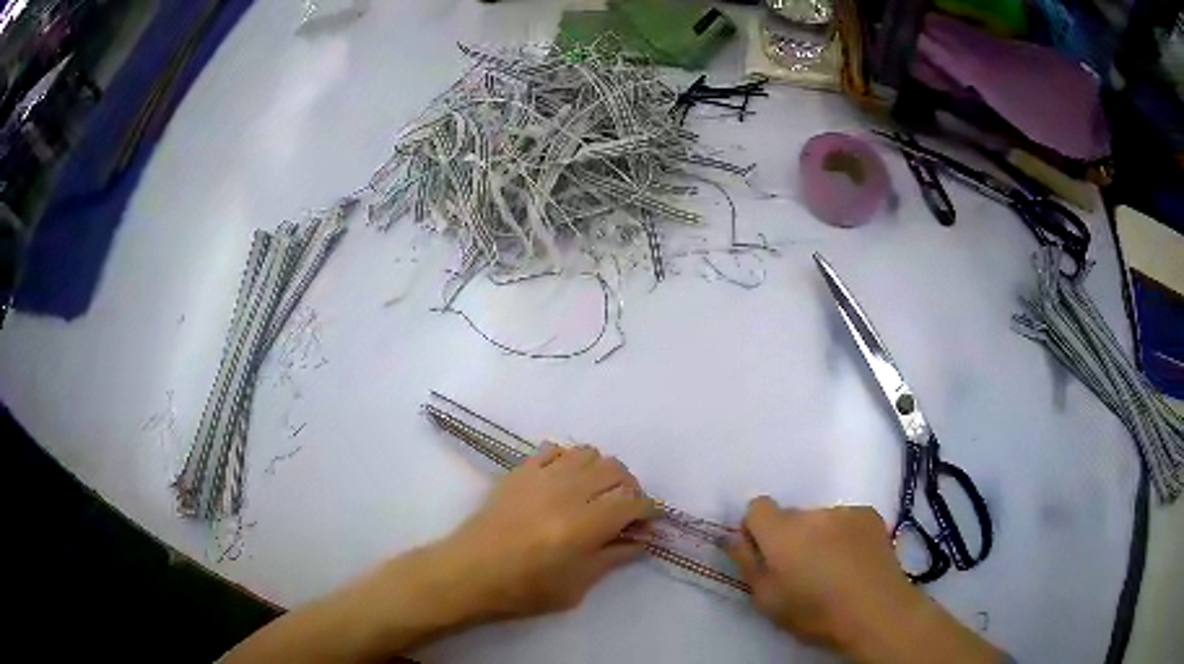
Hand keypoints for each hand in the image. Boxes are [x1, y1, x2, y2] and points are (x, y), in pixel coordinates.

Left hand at [432, 443, 651, 620]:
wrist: (469, 572)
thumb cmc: (523, 589)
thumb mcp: (576, 586)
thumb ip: (613, 558)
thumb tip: (642, 540)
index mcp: (583, 526)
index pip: (632, 501)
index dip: (647, 510)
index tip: (647, 522)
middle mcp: (566, 492)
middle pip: (615, 470)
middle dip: (630, 487)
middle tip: (625, 509)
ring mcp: (541, 476)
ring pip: (588, 453)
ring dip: (602, 471)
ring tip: (596, 493)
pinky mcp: (520, 470)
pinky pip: (554, 449)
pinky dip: (569, 460)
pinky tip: (564, 481)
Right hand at [726, 497, 1001, 663]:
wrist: (875, 610)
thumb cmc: (814, 611)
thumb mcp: (765, 599)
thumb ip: (745, 562)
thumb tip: (733, 536)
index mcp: (781, 531)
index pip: (756, 507)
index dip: (756, 529)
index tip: (764, 555)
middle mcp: (812, 512)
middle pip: (790, 516)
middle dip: (790, 537)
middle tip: (801, 570)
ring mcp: (845, 510)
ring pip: (819, 520)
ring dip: (818, 537)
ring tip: (833, 569)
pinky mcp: (870, 514)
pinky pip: (844, 521)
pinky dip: (843, 535)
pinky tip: (853, 562)